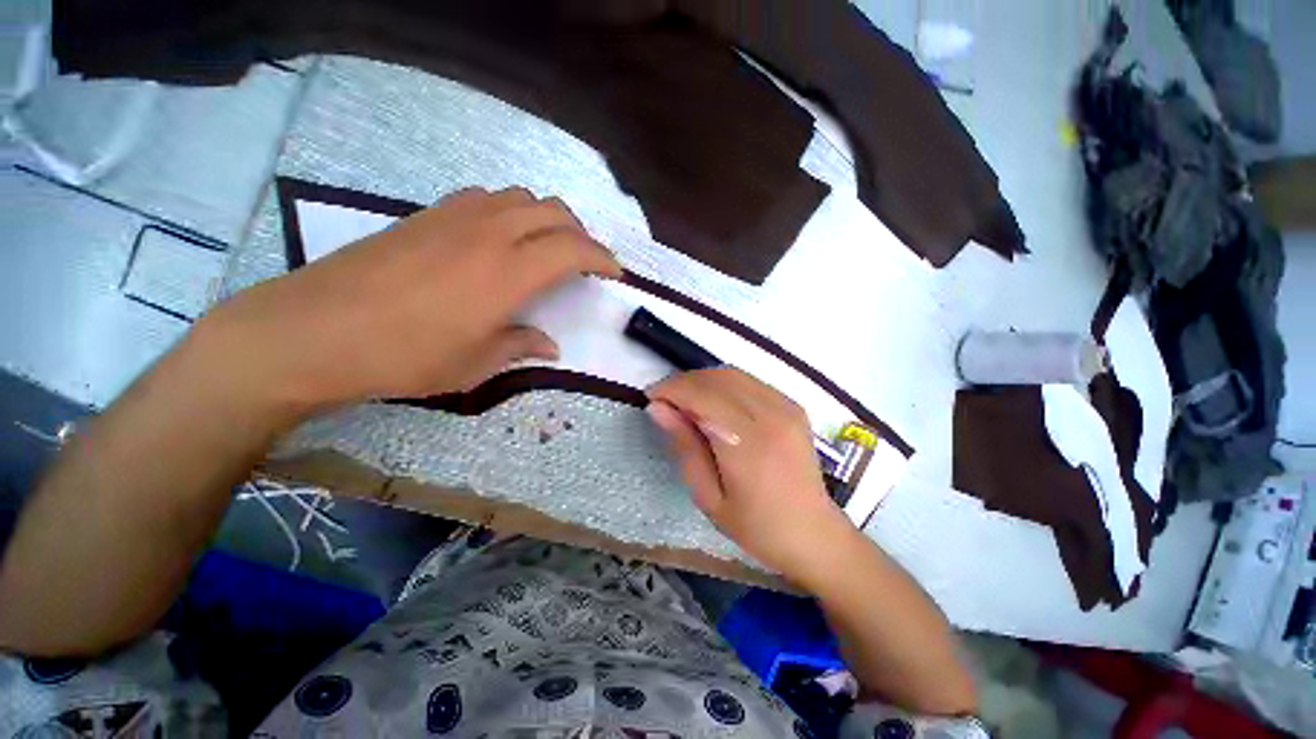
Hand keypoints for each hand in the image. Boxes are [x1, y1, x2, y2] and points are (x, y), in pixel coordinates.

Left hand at [197, 187, 620, 418]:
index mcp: (508, 272)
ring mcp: (455, 217)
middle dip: (581, 234)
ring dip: (546, 218)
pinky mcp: (426, 214)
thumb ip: (520, 345)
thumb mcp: (475, 363)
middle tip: (585, 261)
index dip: (603, 258)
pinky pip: (485, 198)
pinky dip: (509, 211)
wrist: (311, 331)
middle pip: (553, 211)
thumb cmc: (403, 356)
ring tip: (547, 247)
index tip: (615, 273)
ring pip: (520, 197)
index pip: (574, 249)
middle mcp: (489, 233)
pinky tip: (500, 238)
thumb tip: (548, 344)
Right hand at [645, 368, 857, 585]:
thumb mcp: (708, 496)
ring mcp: (786, 407)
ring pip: (733, 374)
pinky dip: (724, 384)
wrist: (812, 533)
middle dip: (684, 382)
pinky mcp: (793, 405)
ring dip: (702, 380)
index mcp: (748, 444)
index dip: (671, 389)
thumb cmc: (755, 526)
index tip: (651, 397)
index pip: (702, 396)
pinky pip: (750, 381)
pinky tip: (714, 403)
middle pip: (717, 379)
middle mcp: (770, 416)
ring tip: (685, 401)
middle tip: (665, 400)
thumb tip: (657, 408)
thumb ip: (684, 446)